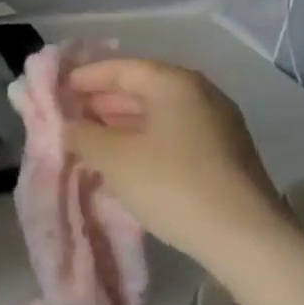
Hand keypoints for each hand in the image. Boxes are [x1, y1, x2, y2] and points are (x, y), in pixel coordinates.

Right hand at [66, 57, 287, 264]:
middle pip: (142, 88)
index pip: (122, 69)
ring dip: (121, 123)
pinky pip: (172, 135)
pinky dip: (143, 140)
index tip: (59, 89)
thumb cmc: (172, 184)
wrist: (244, 235)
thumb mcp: (115, 158)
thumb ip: (84, 136)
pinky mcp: (223, 155)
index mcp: (174, 84)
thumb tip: (71, 127)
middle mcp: (199, 95)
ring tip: (90, 139)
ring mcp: (216, 125)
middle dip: (102, 101)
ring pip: (158, 114)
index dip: (86, 77)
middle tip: (69, 115)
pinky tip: (123, 160)